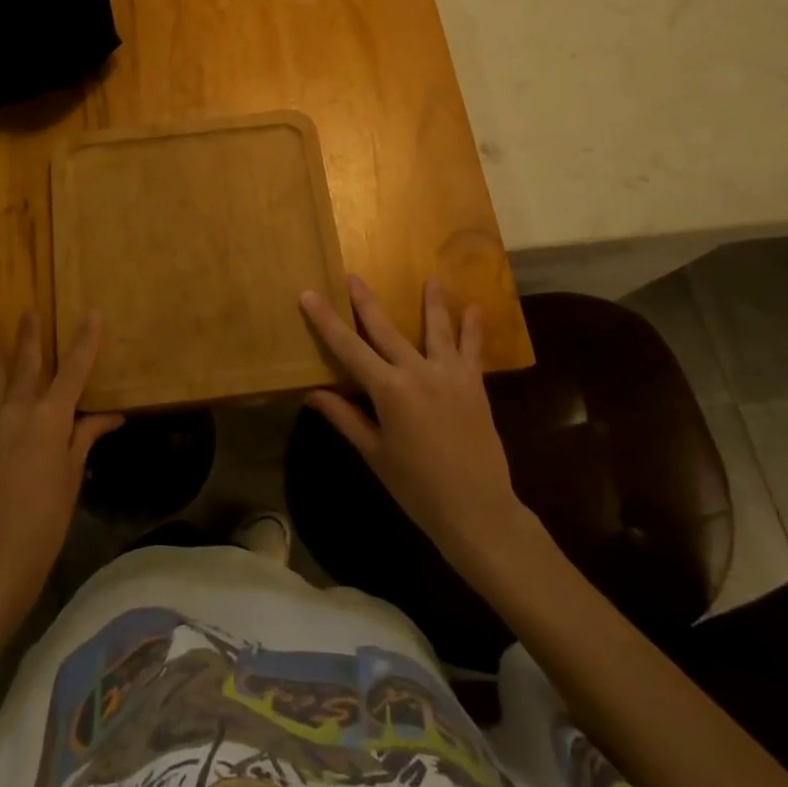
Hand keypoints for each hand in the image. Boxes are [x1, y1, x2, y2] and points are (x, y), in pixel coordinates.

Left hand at [0, 311, 123, 623]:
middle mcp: (17, 412)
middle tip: (30, 310)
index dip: (85, 341)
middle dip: (31, 336)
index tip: (94, 313)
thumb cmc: (44, 523)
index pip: (73, 371)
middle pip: (27, 365)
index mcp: (50, 420)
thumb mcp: (71, 479)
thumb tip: (110, 416)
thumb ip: (85, 439)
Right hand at [301, 276, 543, 575]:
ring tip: (433, 278)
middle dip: (367, 301)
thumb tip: (313, 394)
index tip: (309, 294)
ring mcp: (450, 375)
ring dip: (434, 302)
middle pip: (386, 329)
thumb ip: (346, 418)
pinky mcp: (474, 386)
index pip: (348, 347)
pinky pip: (473, 350)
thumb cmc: (417, 488)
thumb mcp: (375, 454)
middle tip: (353, 275)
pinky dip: (473, 329)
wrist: (478, 510)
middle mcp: (417, 372)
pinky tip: (476, 309)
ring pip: (437, 330)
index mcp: (388, 390)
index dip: (326, 320)